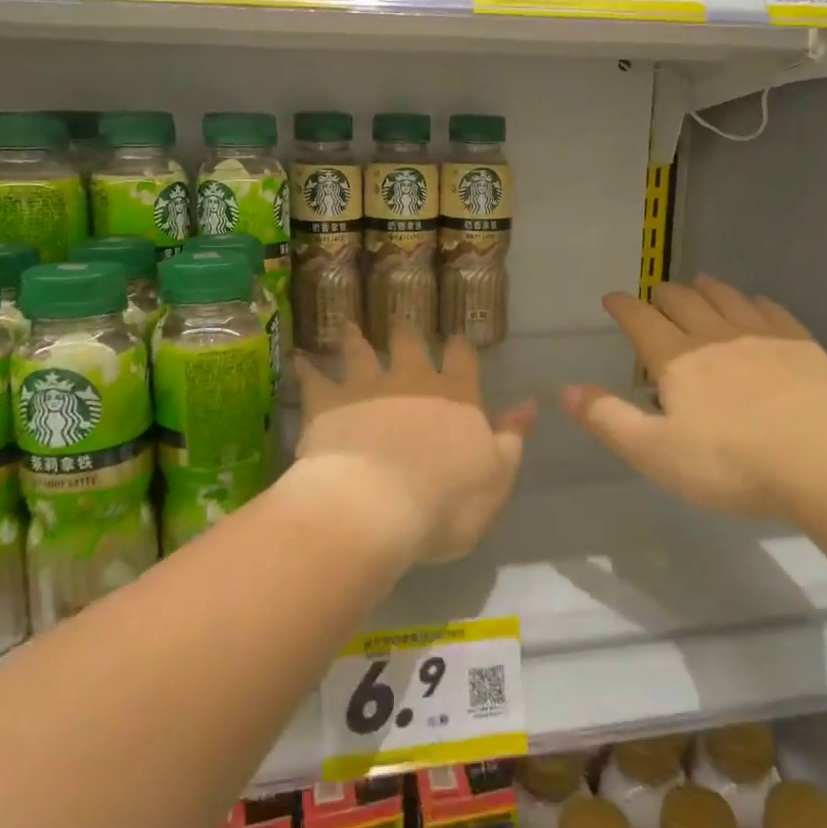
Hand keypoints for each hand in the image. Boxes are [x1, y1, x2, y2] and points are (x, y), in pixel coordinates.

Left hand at [295, 325, 536, 564]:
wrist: (373, 507)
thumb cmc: (445, 503)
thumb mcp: (495, 479)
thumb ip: (512, 440)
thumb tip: (528, 406)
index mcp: (456, 397)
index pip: (462, 358)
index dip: (460, 346)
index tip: (456, 337)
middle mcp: (412, 381)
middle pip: (409, 343)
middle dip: (406, 331)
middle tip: (400, 319)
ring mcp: (366, 387)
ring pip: (360, 351)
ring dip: (355, 336)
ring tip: (347, 324)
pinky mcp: (327, 402)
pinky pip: (313, 378)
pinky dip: (306, 367)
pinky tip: (298, 357)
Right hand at [560, 277, 826, 520]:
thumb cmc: (733, 462)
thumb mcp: (656, 452)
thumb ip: (608, 419)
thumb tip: (564, 391)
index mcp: (676, 358)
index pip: (640, 319)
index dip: (622, 306)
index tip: (612, 298)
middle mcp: (715, 335)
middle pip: (683, 300)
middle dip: (663, 294)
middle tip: (655, 294)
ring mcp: (762, 336)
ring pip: (726, 298)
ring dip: (706, 289)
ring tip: (699, 284)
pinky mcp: (803, 345)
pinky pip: (770, 310)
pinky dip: (754, 301)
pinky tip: (756, 304)